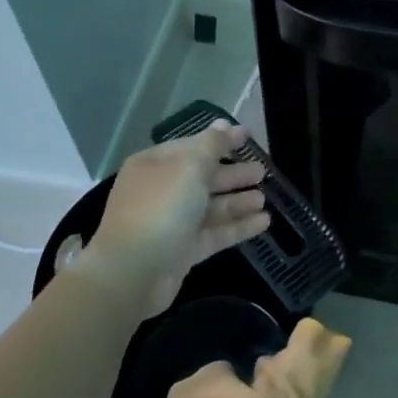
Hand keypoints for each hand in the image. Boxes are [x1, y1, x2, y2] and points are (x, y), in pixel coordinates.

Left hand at [85, 121, 269, 318]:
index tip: (249, 136)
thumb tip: (224, 125)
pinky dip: (238, 226)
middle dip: (233, 173)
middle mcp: (162, 190)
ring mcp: (172, 222)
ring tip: (264, 198)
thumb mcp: (190, 167)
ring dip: (237, 201)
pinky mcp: (183, 251)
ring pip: (211, 207)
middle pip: (203, 177)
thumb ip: (212, 145)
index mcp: (156, 164)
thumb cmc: (161, 208)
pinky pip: (215, 233)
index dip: (222, 140)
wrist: (133, 272)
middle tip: (262, 170)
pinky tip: (264, 222)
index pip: (193, 146)